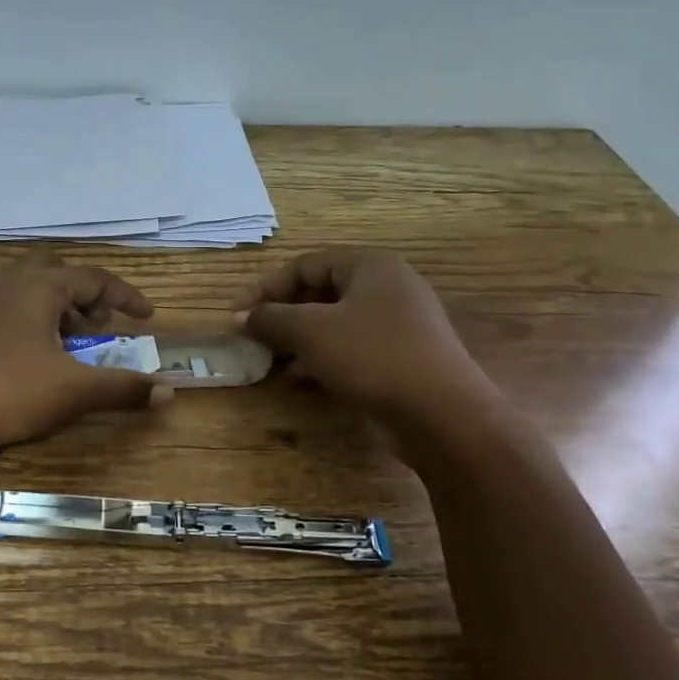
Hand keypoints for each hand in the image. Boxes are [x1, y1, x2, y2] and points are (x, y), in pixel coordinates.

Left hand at [0, 252, 171, 452]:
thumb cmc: (8, 391)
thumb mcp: (73, 391)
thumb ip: (122, 388)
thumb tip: (170, 391)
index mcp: (39, 287)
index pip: (94, 278)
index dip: (125, 295)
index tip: (146, 317)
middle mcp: (9, 282)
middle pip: (55, 271)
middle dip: (83, 294)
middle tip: (97, 324)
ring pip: (25, 283)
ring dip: (52, 302)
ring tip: (65, 336)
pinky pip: (4, 303)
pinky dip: (27, 315)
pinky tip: (28, 350)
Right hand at [236, 247, 501, 459]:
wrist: (442, 414)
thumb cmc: (372, 357)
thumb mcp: (311, 331)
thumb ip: (270, 318)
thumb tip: (240, 317)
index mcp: (370, 266)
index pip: (305, 265)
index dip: (266, 287)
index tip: (237, 314)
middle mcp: (387, 287)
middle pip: (319, 293)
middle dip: (281, 316)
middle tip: (253, 339)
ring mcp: (398, 324)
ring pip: (333, 324)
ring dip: (297, 342)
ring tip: (270, 364)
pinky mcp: (401, 358)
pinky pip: (351, 349)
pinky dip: (321, 360)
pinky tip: (299, 382)